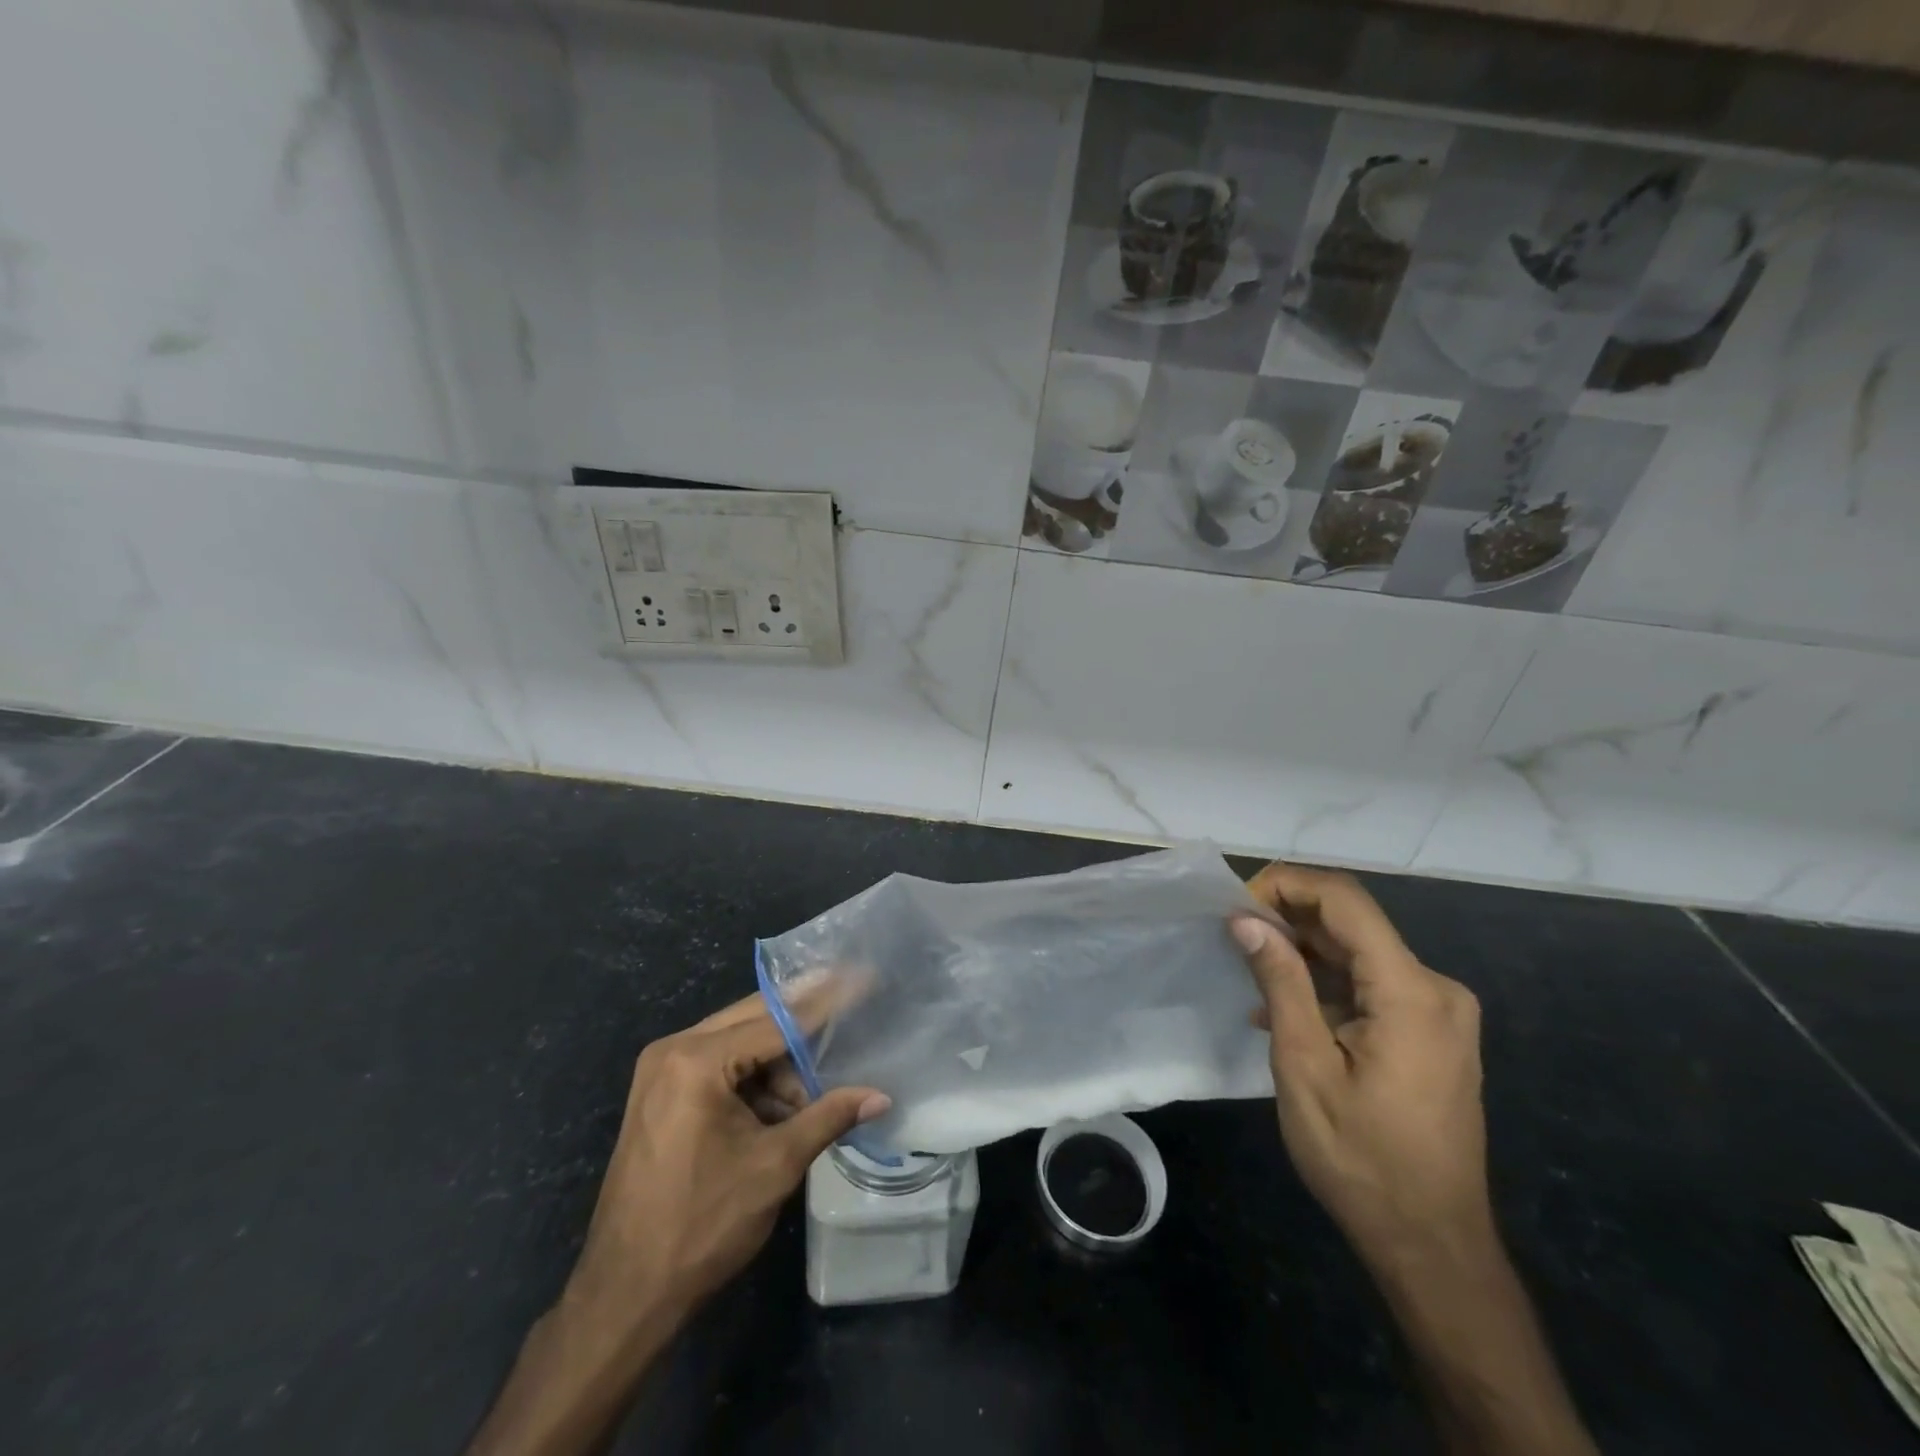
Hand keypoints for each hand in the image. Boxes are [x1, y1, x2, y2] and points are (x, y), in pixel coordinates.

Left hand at [564, 994, 889, 1329]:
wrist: (624, 1296)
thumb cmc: (702, 1226)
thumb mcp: (775, 1166)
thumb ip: (828, 1117)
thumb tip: (880, 1097)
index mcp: (696, 1060)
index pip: (777, 1019)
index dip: (826, 1002)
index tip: (862, 976)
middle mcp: (673, 1050)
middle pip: (755, 1018)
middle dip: (804, 1026)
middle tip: (851, 1008)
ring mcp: (661, 1071)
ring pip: (739, 1042)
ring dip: (779, 1063)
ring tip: (810, 1102)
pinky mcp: (660, 1093)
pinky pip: (719, 1065)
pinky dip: (753, 1080)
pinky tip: (779, 1110)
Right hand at [1232, 864, 1490, 1271]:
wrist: (1432, 1246)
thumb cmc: (1361, 1158)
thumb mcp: (1305, 1066)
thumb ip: (1280, 981)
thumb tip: (1245, 919)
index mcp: (1411, 991)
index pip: (1345, 900)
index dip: (1287, 885)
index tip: (1236, 904)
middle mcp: (1435, 989)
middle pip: (1353, 923)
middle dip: (1289, 918)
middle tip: (1233, 935)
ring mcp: (1439, 1013)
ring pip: (1360, 954)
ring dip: (1304, 953)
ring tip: (1249, 971)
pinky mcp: (1433, 1034)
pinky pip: (1373, 986)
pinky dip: (1327, 985)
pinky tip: (1283, 1010)